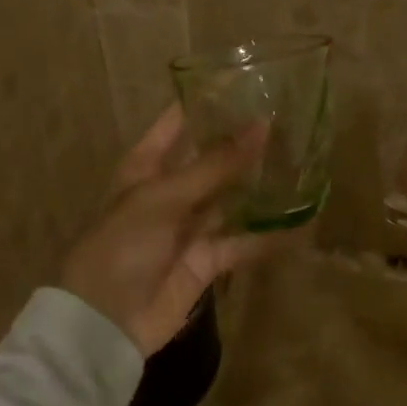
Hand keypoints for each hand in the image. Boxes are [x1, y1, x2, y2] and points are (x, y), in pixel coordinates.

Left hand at [59, 104, 296, 355]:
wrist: (106, 321)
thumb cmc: (123, 245)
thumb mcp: (164, 197)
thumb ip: (215, 165)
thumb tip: (260, 125)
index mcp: (146, 167)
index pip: (177, 124)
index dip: (206, 103)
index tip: (246, 84)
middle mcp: (169, 191)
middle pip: (210, 160)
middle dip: (242, 145)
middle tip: (287, 122)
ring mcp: (189, 227)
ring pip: (230, 199)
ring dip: (259, 186)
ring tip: (300, 162)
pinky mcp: (207, 260)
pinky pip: (242, 243)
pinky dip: (267, 236)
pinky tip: (299, 222)